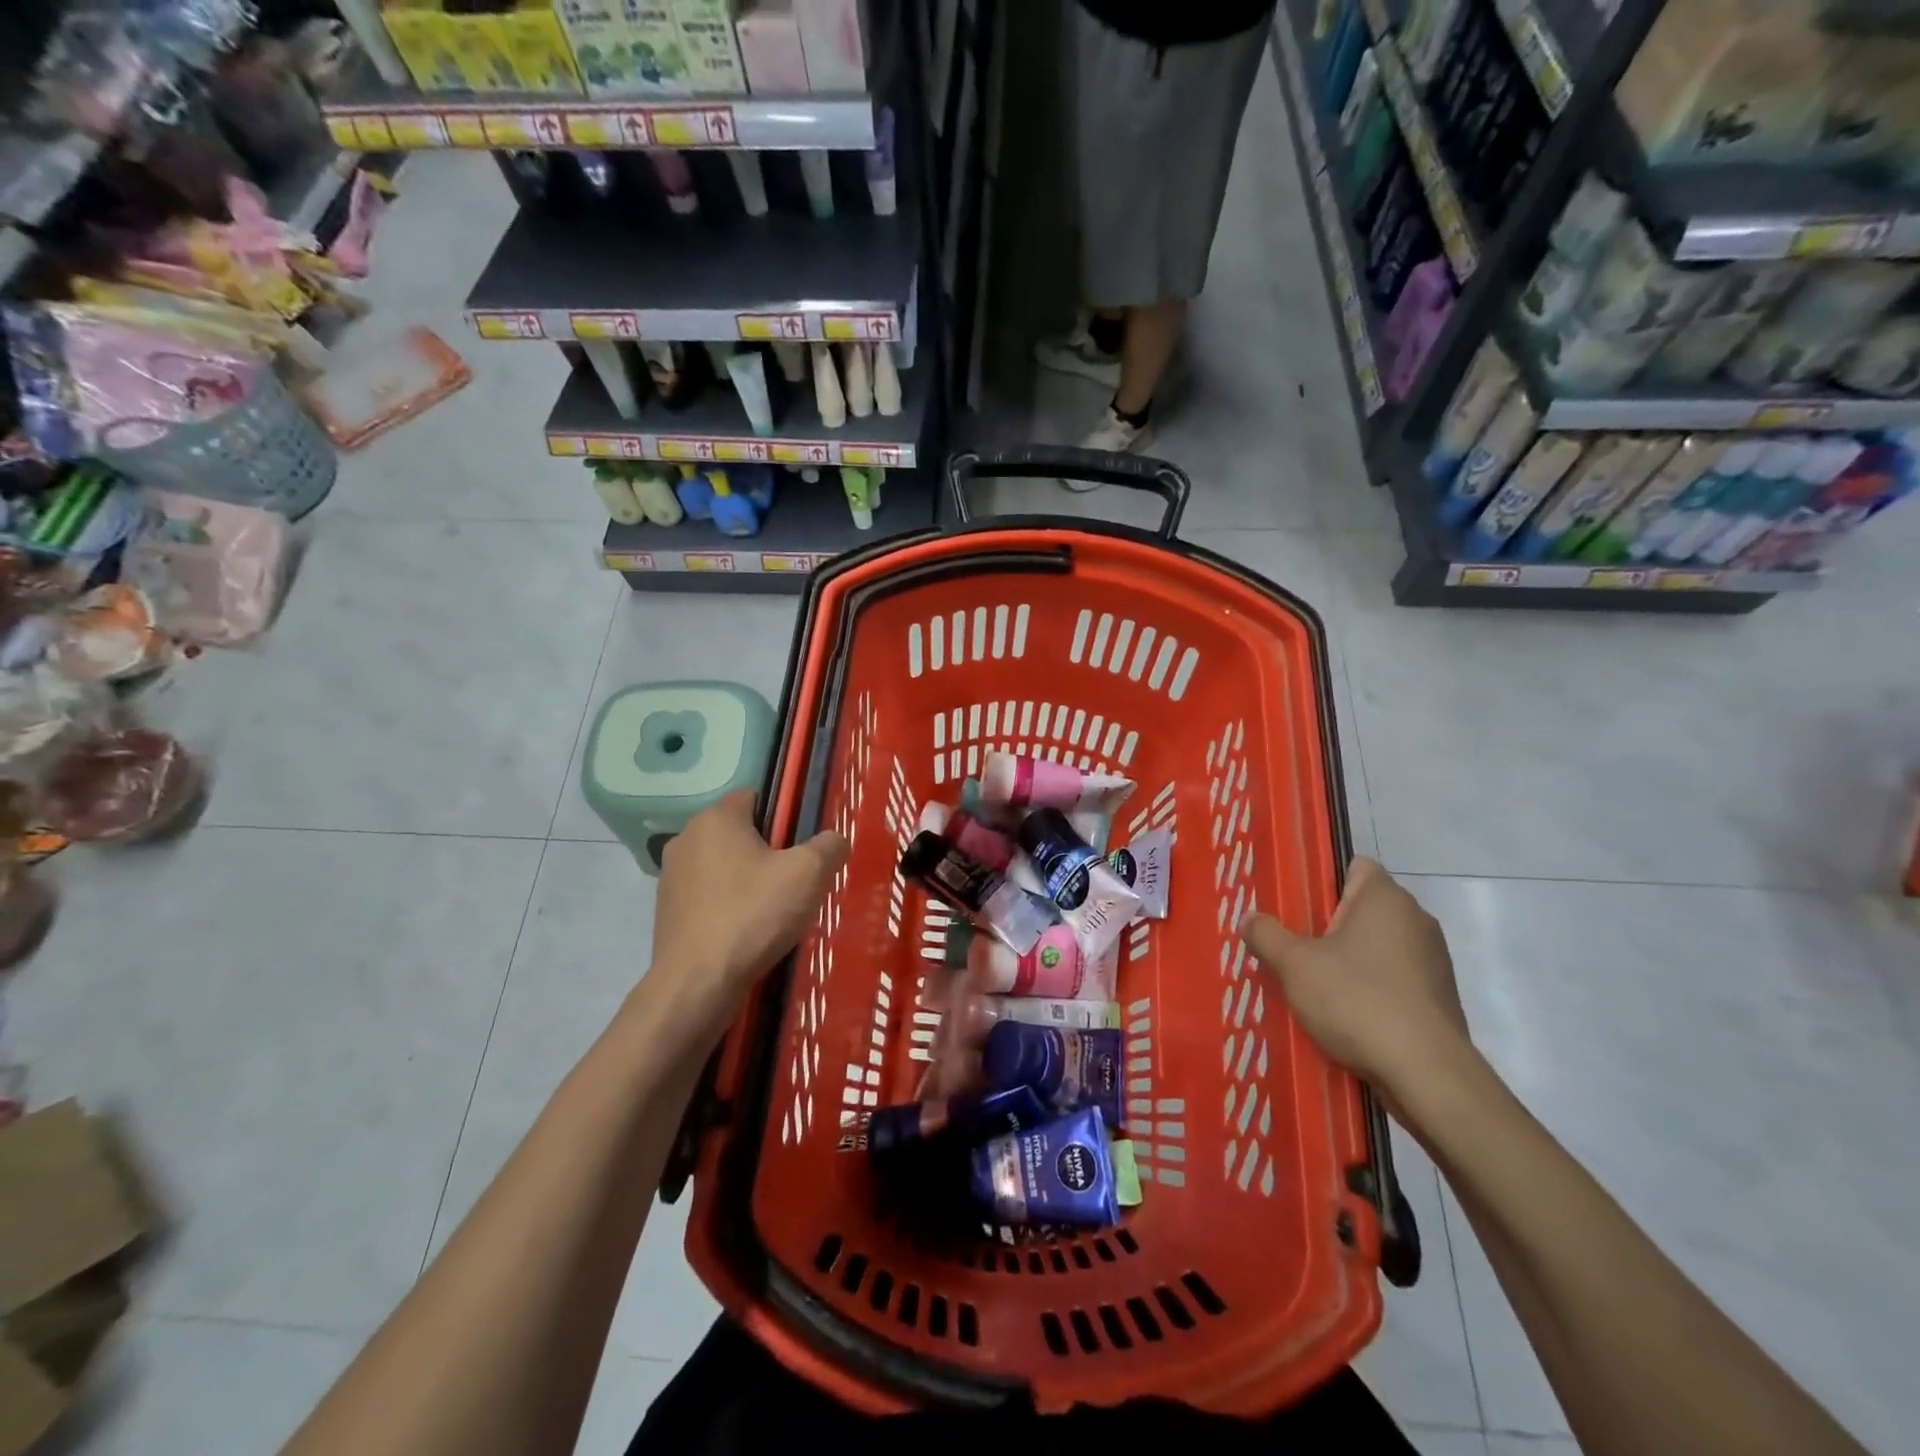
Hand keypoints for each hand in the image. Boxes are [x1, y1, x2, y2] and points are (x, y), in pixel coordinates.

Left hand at [645, 790, 848, 1045]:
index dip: (784, 819)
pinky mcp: (666, 911)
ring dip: (747, 881)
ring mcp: (671, 876)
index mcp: (716, 818)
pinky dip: (727, 907)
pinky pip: (708, 896)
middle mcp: (686, 838)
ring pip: (723, 866)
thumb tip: (835, 841)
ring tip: (771, 914)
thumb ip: (829, 846)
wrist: (697, 984)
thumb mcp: (809, 874)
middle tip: (793, 885)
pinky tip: (746, 933)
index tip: (801, 851)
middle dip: (767, 853)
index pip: (756, 798)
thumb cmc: (753, 915)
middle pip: (740, 833)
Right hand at [1239, 857, 1469, 1102]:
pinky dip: (1369, 989)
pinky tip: (1343, 1014)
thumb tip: (1249, 918)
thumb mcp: (1295, 966)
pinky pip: (1393, 979)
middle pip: (1361, 908)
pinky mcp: (1438, 998)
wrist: (1427, 1074)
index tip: (1292, 904)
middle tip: (1290, 945)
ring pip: (1377, 946)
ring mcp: (1432, 960)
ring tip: (1311, 983)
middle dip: (1326, 924)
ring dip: (1347, 960)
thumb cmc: (1357, 1001)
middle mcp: (1416, 919)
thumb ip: (1266, 935)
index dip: (1321, 879)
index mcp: (1385, 898)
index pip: (1353, 865)